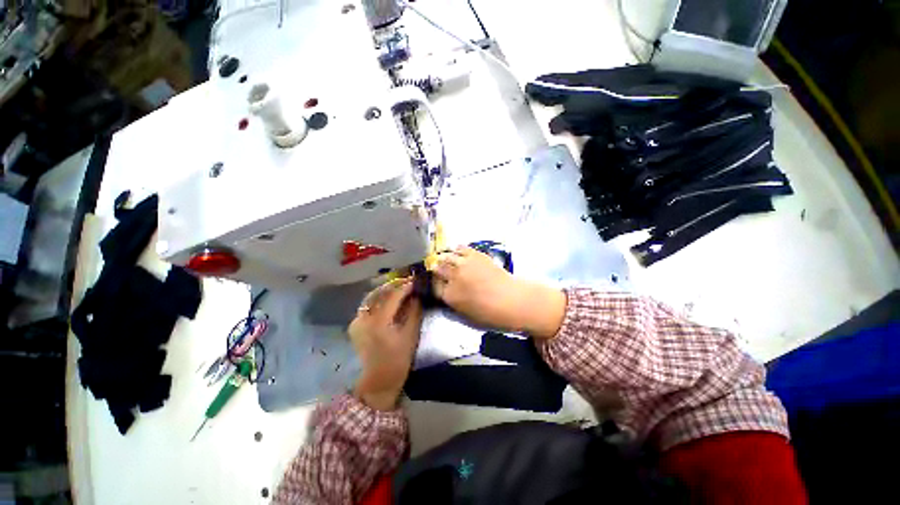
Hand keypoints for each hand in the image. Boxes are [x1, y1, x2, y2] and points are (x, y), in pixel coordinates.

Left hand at [349, 279, 422, 410]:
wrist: (378, 380)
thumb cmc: (398, 360)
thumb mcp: (411, 335)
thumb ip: (414, 312)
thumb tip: (417, 295)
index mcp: (379, 322)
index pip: (393, 296)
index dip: (405, 287)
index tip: (415, 281)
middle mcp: (364, 318)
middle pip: (380, 293)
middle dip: (395, 285)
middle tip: (408, 282)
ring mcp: (357, 321)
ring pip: (372, 297)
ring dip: (386, 290)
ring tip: (399, 288)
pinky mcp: (355, 325)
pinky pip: (367, 305)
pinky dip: (378, 299)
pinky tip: (387, 299)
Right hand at [432, 246, 566, 338]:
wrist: (514, 300)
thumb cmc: (491, 314)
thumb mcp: (466, 315)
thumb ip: (453, 302)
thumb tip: (446, 292)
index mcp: (450, 296)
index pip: (434, 286)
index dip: (435, 283)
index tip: (437, 282)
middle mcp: (453, 277)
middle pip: (437, 268)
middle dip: (437, 269)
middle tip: (438, 269)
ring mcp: (464, 264)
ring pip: (447, 256)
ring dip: (444, 258)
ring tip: (445, 258)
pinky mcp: (476, 254)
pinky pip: (461, 248)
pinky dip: (457, 250)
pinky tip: (457, 251)